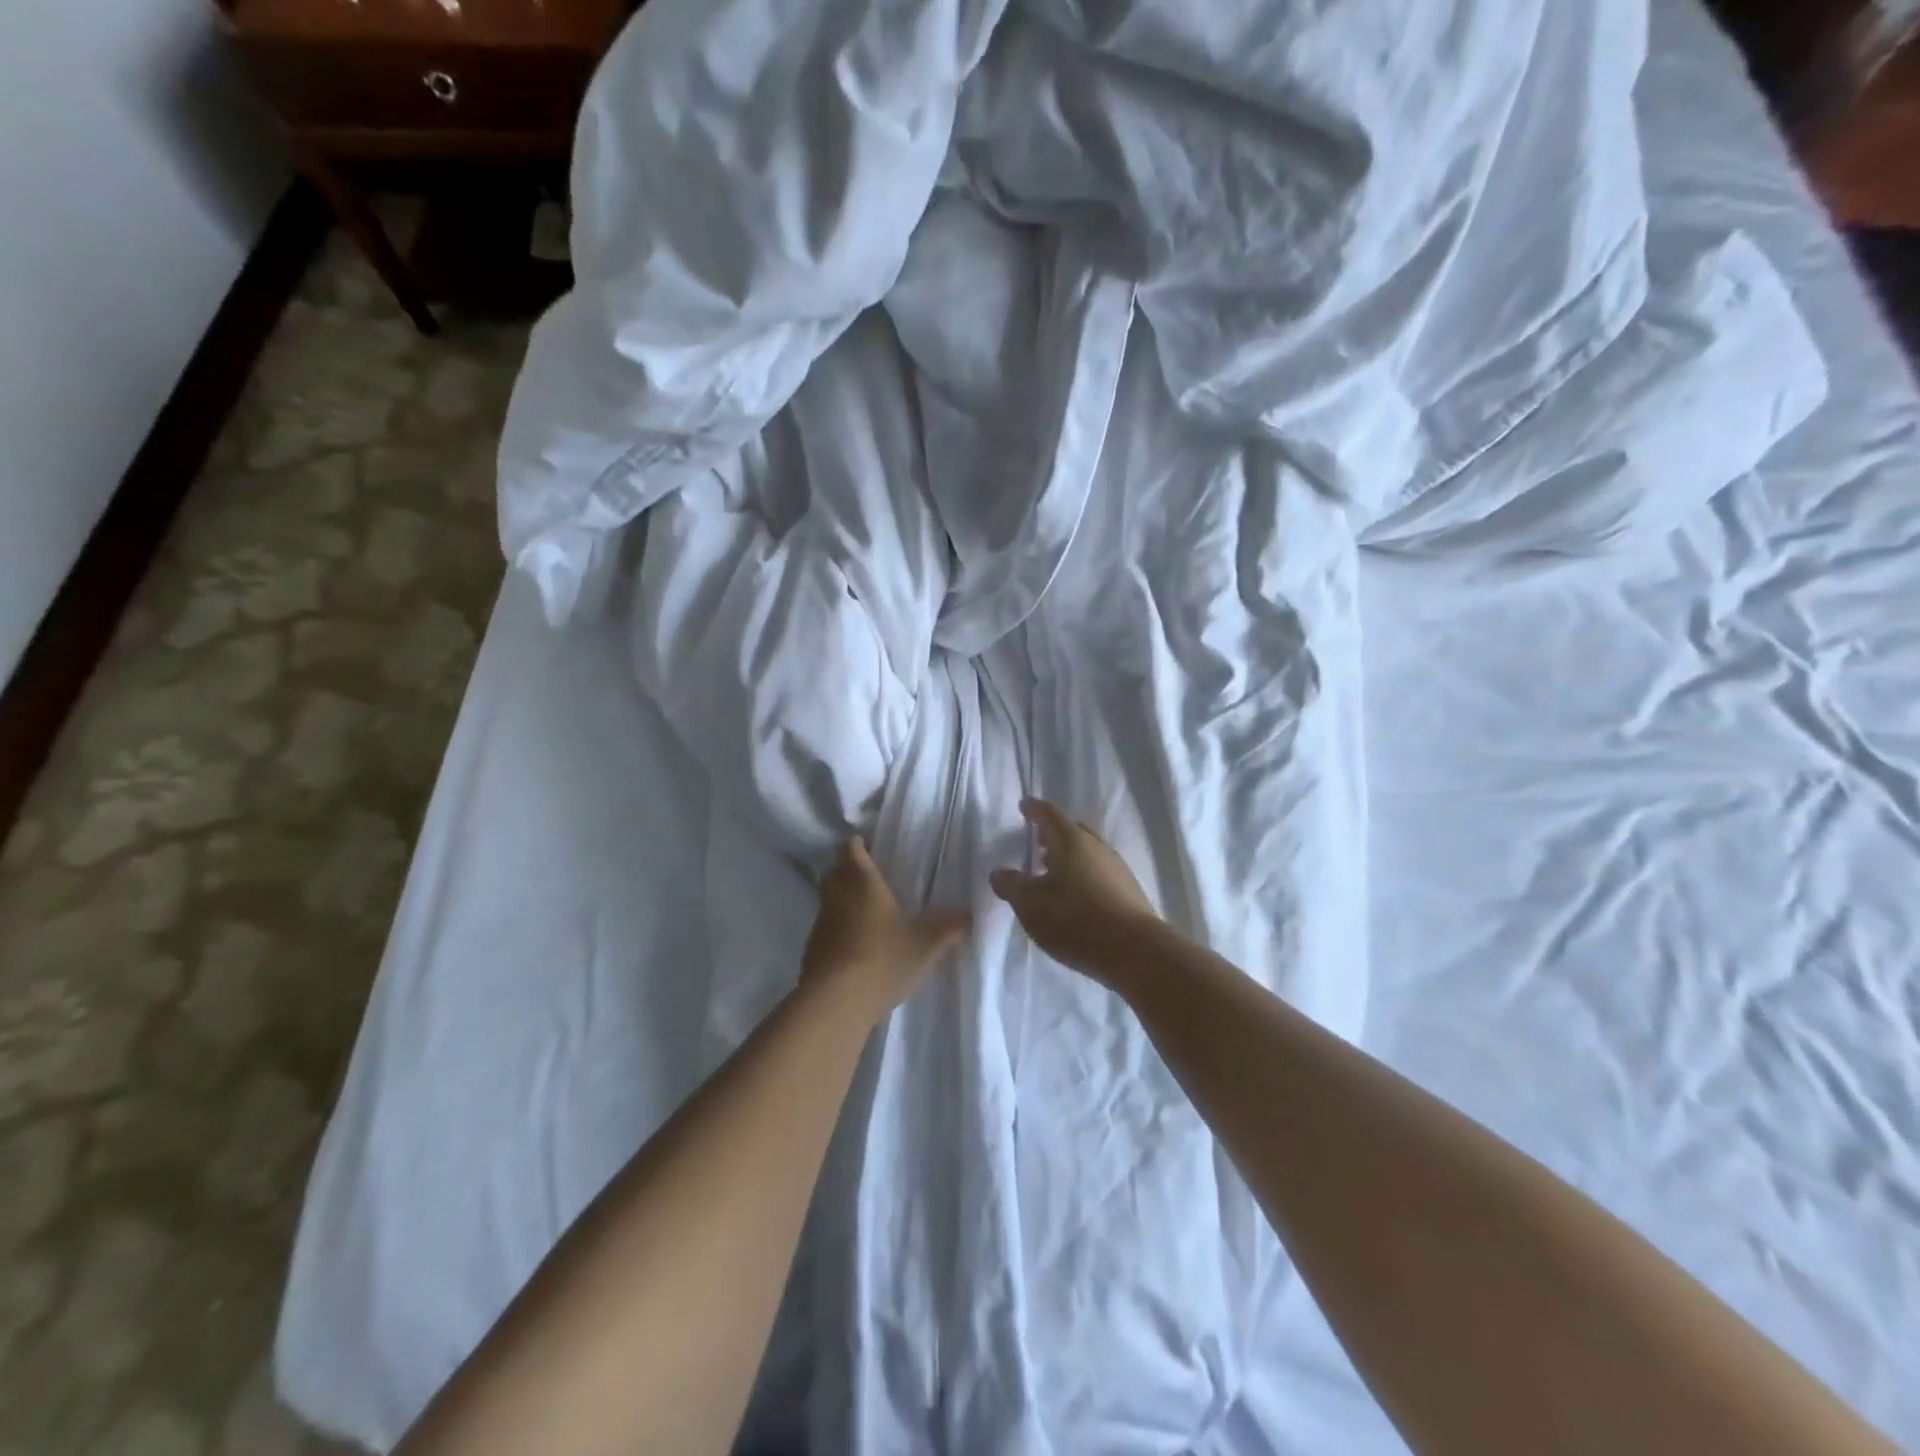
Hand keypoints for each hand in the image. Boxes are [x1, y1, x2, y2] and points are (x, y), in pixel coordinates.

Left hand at [801, 838, 971, 1019]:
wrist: (836, 1002)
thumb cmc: (883, 958)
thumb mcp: (926, 943)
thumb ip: (949, 926)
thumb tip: (969, 913)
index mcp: (861, 880)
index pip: (851, 848)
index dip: (859, 845)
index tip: (873, 848)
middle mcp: (836, 894)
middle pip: (836, 870)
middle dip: (850, 870)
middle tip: (874, 879)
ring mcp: (820, 922)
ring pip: (829, 899)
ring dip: (844, 901)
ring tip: (869, 913)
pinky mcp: (812, 949)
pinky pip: (826, 928)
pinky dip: (839, 929)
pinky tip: (857, 946)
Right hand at [989, 798, 1159, 983]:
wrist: (1135, 952)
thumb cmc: (1075, 920)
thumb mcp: (1030, 904)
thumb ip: (1011, 885)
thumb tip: (999, 872)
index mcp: (1071, 841)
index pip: (1050, 814)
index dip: (1035, 809)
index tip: (1025, 805)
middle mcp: (1097, 847)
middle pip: (1073, 831)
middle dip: (1053, 834)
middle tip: (1037, 841)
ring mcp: (1117, 869)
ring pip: (1088, 853)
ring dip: (1068, 858)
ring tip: (1051, 873)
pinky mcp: (1128, 892)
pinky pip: (1099, 873)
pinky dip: (1082, 876)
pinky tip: (1074, 898)